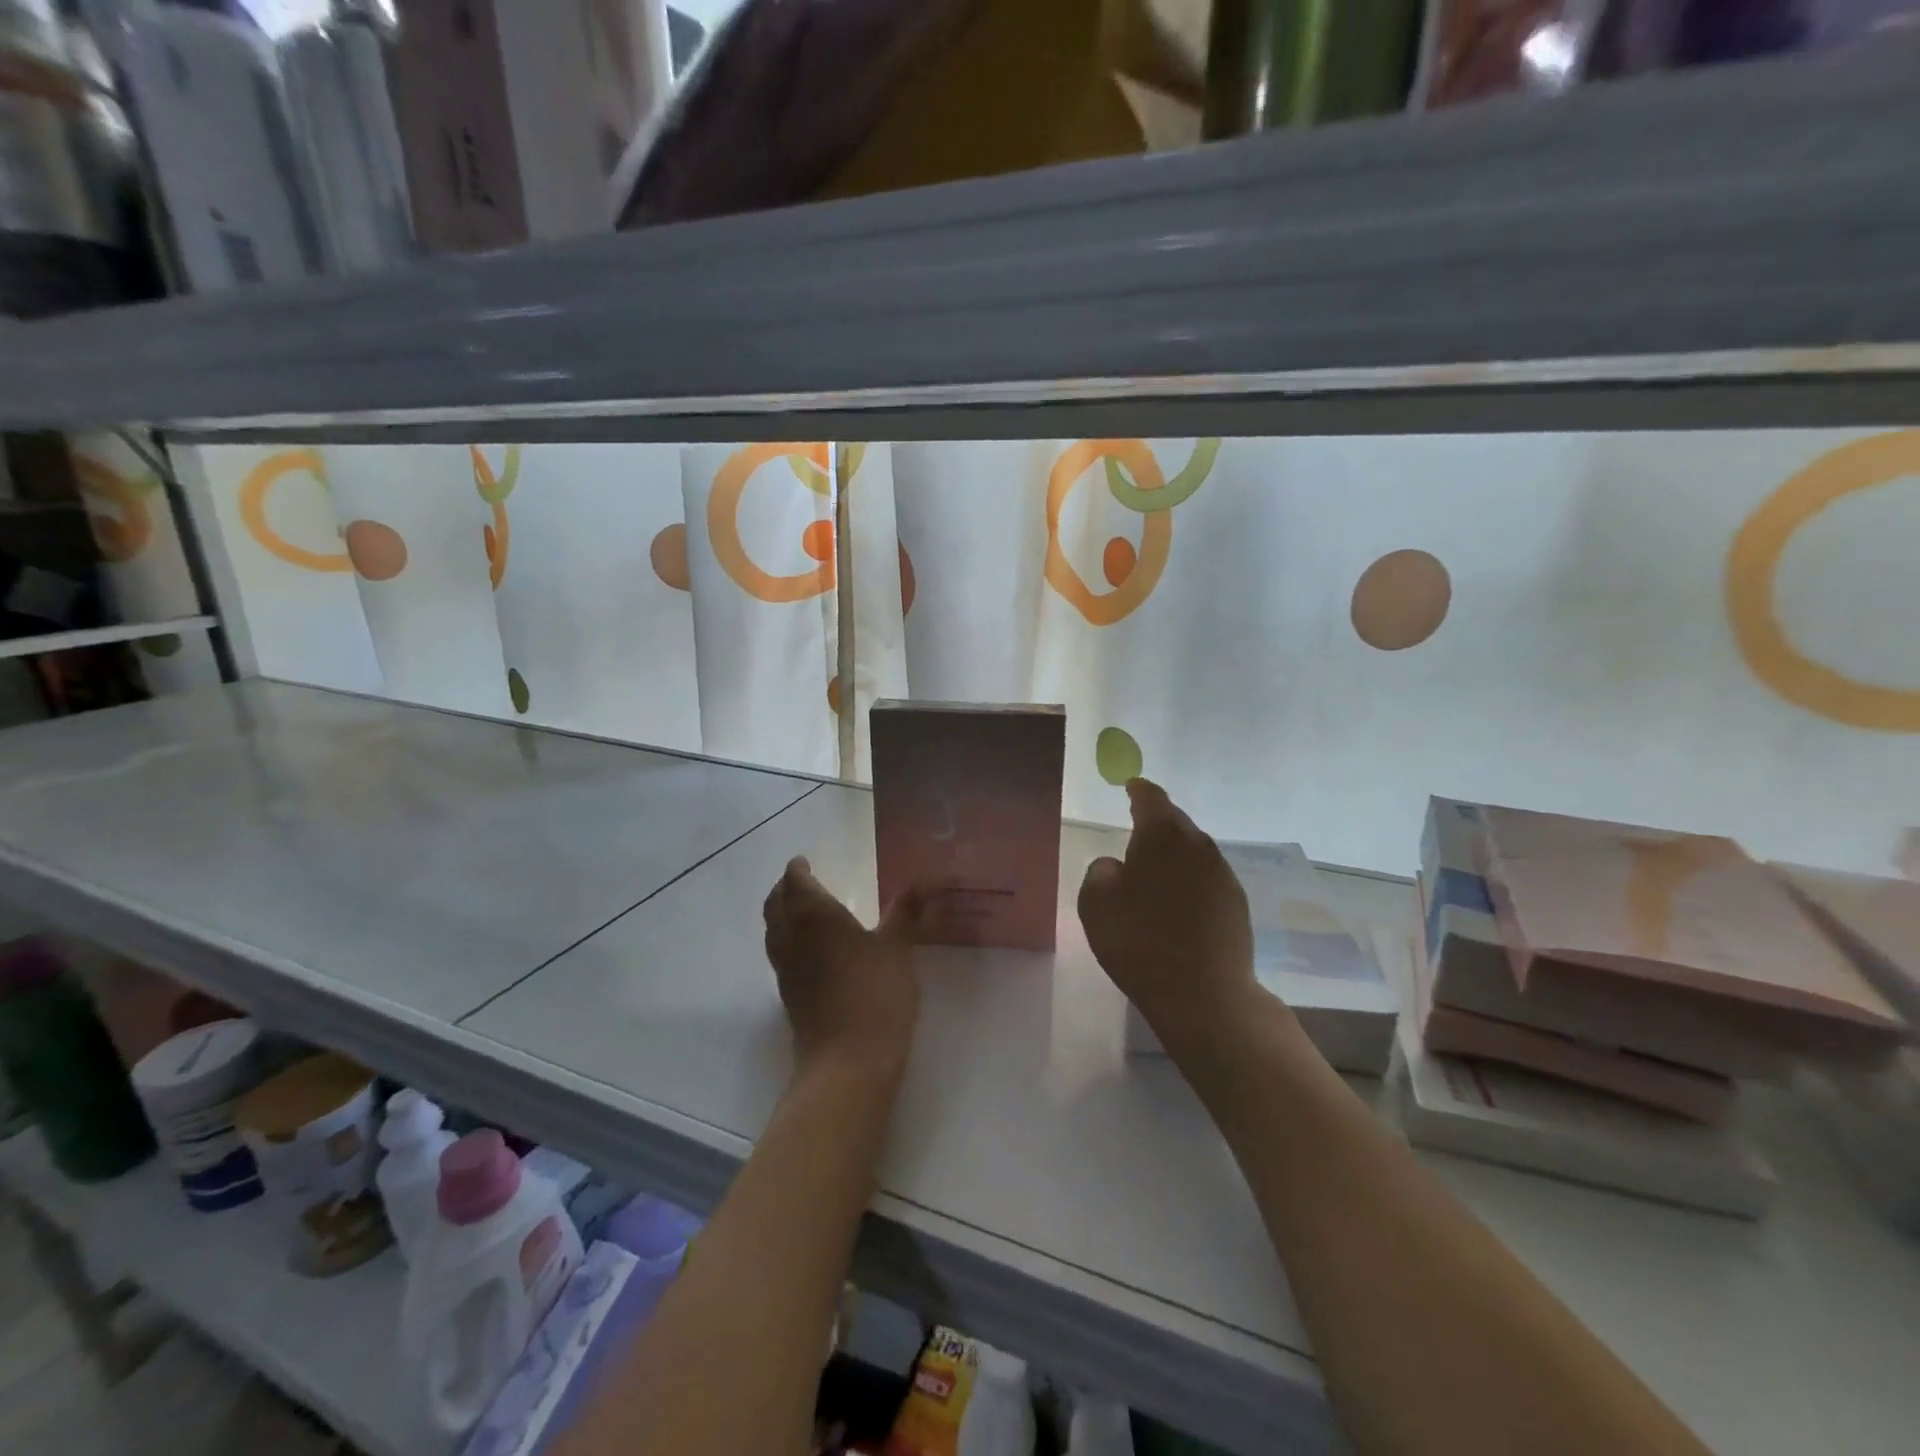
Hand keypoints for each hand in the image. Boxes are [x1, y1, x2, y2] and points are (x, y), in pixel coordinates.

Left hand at [764, 857, 923, 1083]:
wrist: (848, 1062)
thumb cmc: (875, 994)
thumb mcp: (898, 948)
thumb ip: (905, 912)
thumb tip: (922, 881)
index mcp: (814, 916)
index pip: (795, 882)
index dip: (797, 869)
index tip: (803, 861)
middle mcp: (791, 937)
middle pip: (776, 904)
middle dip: (785, 889)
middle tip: (801, 880)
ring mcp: (786, 970)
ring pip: (773, 930)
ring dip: (782, 914)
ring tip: (802, 910)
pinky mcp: (789, 996)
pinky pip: (780, 954)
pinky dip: (788, 940)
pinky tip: (811, 950)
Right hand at [1078, 779, 1262, 1057]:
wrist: (1204, 994)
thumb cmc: (1139, 941)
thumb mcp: (1096, 904)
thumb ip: (1100, 872)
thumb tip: (1116, 866)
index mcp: (1162, 835)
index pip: (1151, 799)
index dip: (1138, 791)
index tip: (1130, 787)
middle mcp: (1198, 845)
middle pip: (1176, 822)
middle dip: (1157, 823)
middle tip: (1137, 830)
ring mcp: (1222, 874)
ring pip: (1194, 851)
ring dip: (1175, 854)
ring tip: (1155, 871)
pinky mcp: (1236, 903)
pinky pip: (1206, 878)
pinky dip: (1190, 880)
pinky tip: (1178, 902)